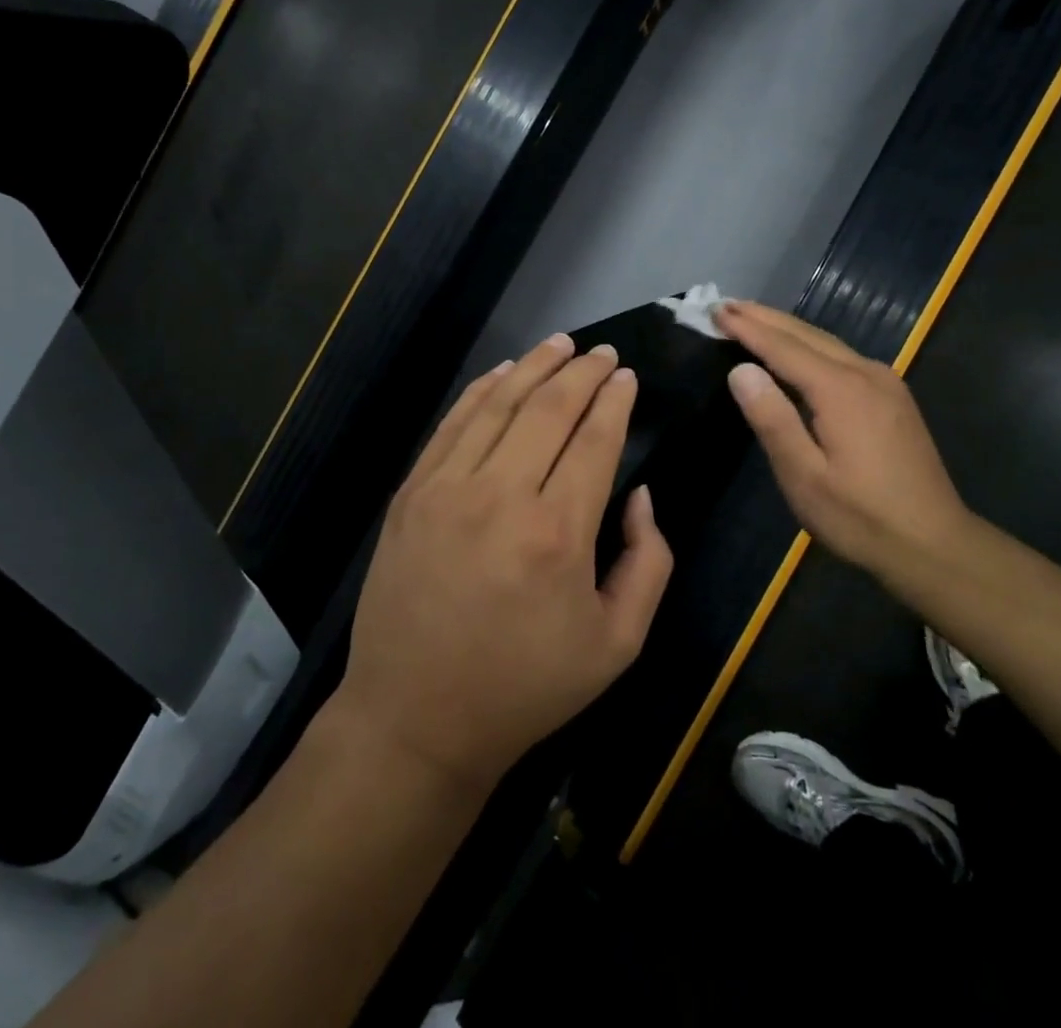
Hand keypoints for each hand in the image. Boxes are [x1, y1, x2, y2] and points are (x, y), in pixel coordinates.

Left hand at [336, 333, 673, 791]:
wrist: (417, 717)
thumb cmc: (526, 686)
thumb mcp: (618, 644)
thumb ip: (649, 561)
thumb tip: (641, 493)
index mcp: (558, 533)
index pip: (594, 440)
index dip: (615, 401)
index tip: (628, 376)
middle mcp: (501, 496)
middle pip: (549, 408)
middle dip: (583, 372)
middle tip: (604, 353)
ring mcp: (447, 488)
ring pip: (499, 404)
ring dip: (534, 367)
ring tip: (561, 343)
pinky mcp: (412, 493)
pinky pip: (452, 424)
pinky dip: (482, 390)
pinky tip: (504, 371)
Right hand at [717, 301, 974, 574]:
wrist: (935, 546)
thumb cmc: (860, 517)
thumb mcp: (804, 476)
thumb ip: (772, 419)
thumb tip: (741, 370)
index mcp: (841, 390)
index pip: (783, 347)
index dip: (748, 328)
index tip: (716, 310)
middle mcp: (866, 374)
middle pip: (807, 334)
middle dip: (765, 318)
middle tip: (727, 304)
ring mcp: (885, 383)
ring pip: (827, 342)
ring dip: (787, 328)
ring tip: (753, 318)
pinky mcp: (893, 397)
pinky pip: (842, 356)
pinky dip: (810, 345)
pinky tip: (797, 350)